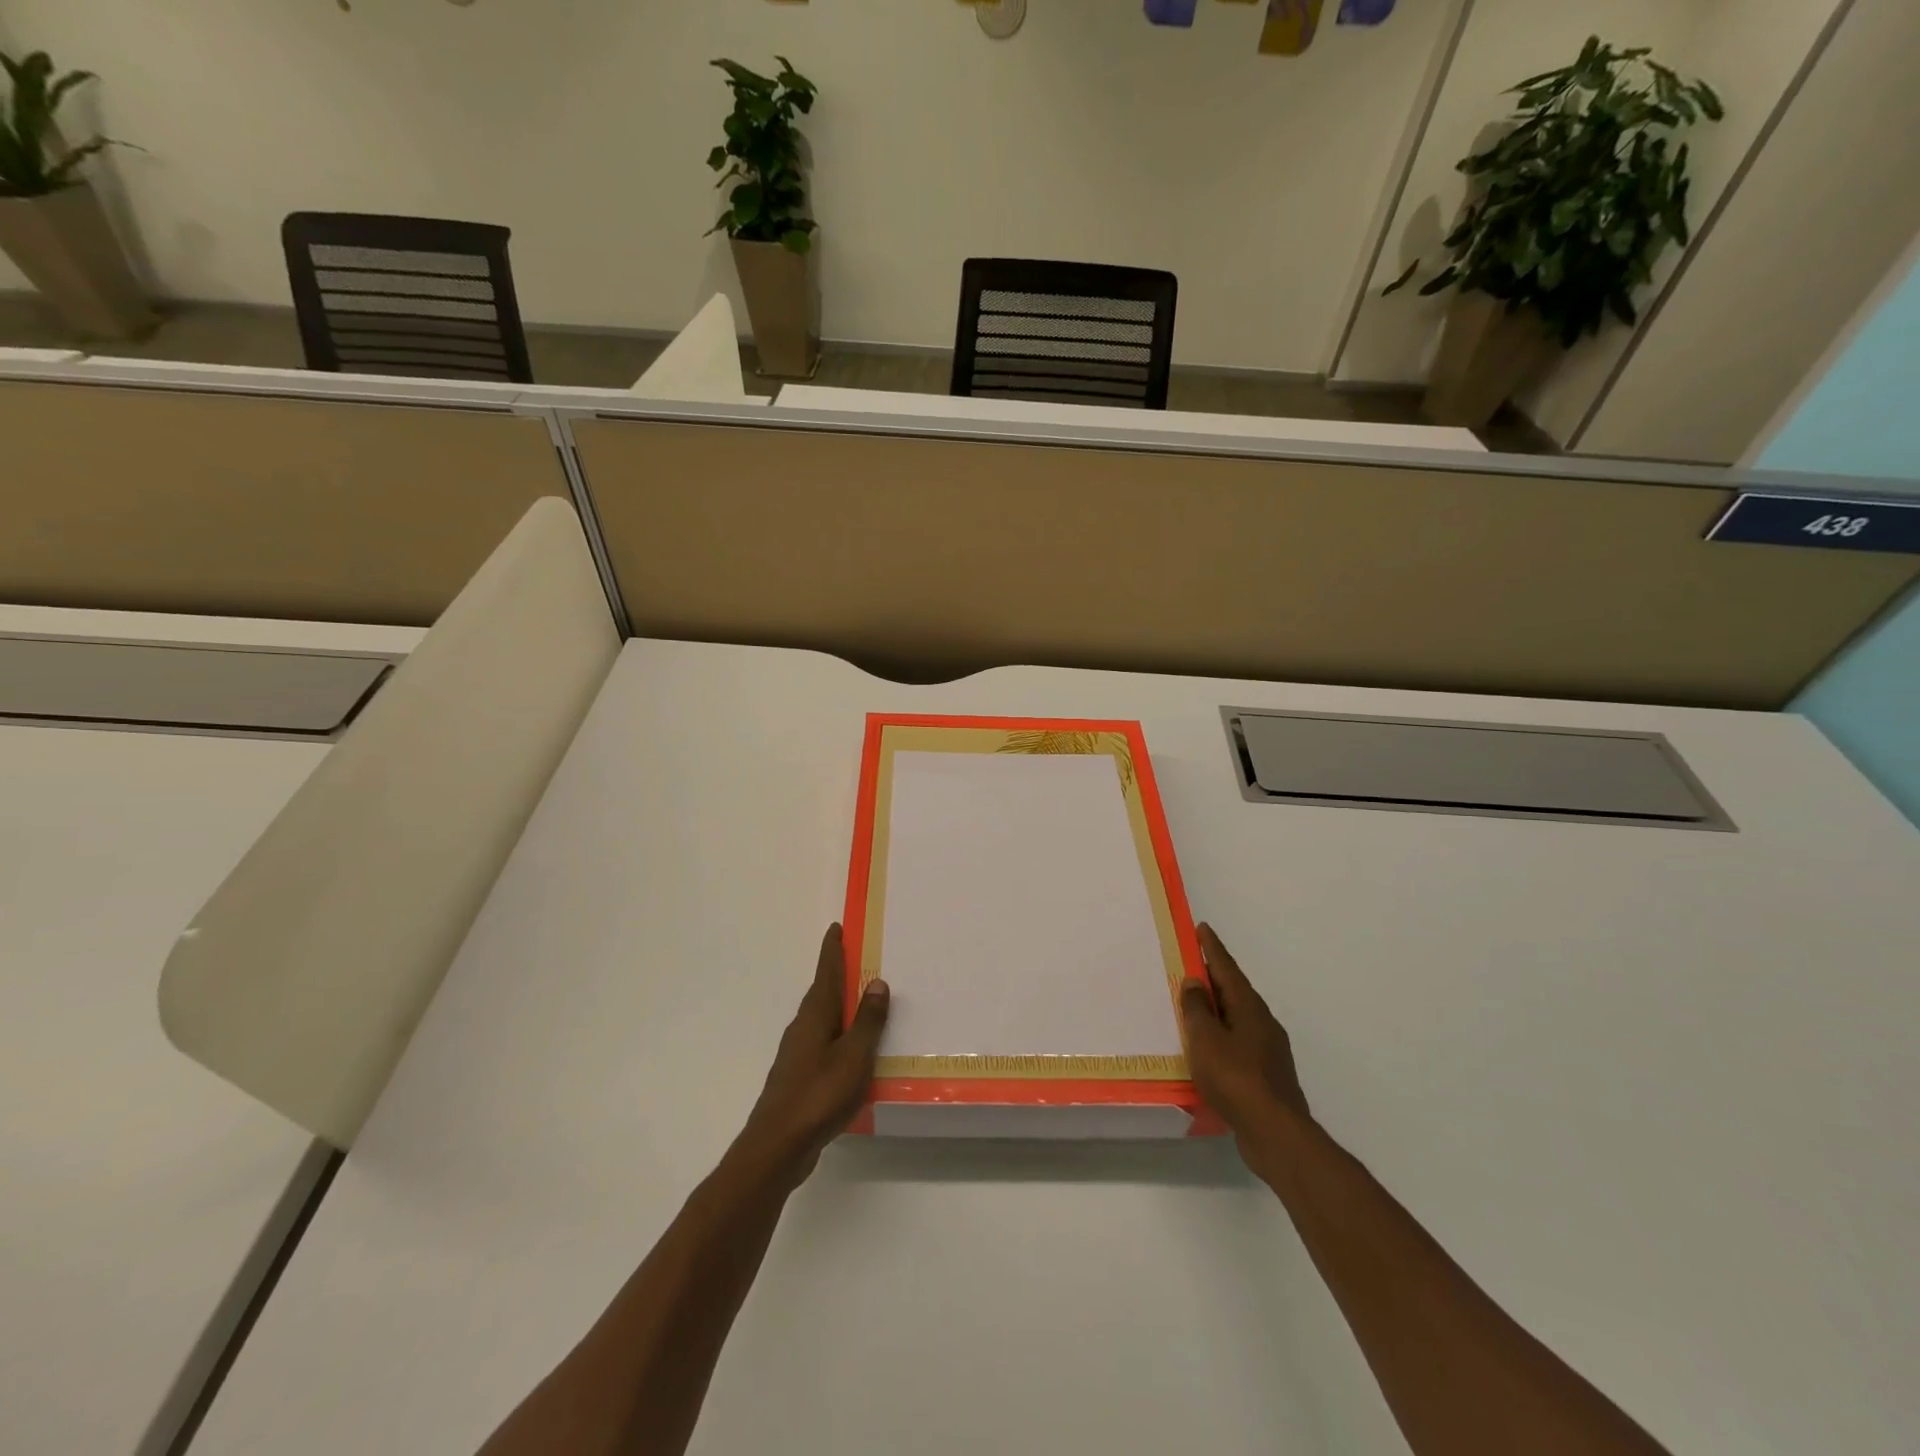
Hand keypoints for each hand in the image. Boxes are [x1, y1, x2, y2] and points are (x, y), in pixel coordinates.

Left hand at [737, 924, 888, 1184]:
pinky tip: (852, 1053)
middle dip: (838, 975)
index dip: (832, 950)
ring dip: (840, 1008)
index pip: (826, 972)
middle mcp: (802, 1028)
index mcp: (815, 1015)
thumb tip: (876, 982)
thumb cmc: (819, 1095)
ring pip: (822, 1020)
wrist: (777, 1147)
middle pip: (822, 993)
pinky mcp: (798, 1078)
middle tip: (859, 960)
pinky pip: (823, 1044)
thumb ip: (867, 1021)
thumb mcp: (854, 1056)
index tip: (835, 928)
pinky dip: (839, 1037)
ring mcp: (797, 1054)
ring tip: (863, 1005)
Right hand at [1181, 923, 1310, 1152]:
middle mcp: (1263, 1022)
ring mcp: (1269, 1050)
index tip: (1202, 928)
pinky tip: (1209, 1050)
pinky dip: (1222, 1036)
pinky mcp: (1267, 1075)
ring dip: (1217, 1009)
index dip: (1212, 948)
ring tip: (1195, 1007)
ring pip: (1238, 1019)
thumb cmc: (1235, 1078)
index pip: (1227, 968)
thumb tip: (1195, 982)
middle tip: (1192, 966)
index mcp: (1249, 1007)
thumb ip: (1197, 1008)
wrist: (1275, 1132)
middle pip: (1235, 992)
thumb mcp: (1205, 1039)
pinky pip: (1239, 1043)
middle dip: (1214, 978)